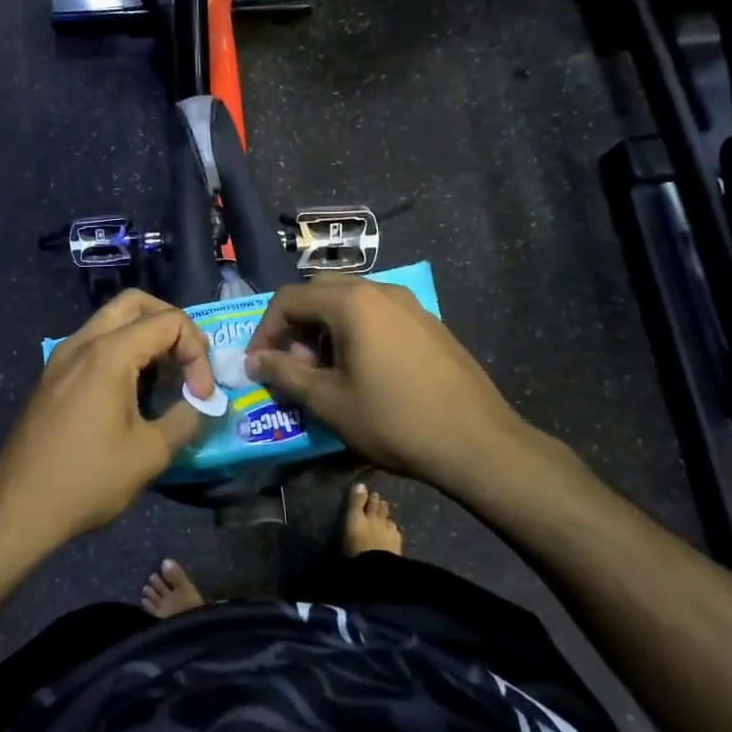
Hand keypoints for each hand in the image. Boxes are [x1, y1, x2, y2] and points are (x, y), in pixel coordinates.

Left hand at [0, 290, 215, 546]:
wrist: (18, 508)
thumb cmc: (88, 480)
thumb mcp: (150, 453)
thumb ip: (186, 418)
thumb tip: (204, 403)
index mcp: (108, 354)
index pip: (168, 321)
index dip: (196, 352)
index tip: (201, 394)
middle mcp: (82, 343)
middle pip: (134, 303)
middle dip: (170, 324)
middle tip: (188, 360)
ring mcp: (61, 357)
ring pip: (110, 321)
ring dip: (144, 337)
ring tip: (165, 376)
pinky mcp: (52, 376)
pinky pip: (93, 344)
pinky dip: (121, 351)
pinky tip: (132, 391)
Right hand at [245, 277, 530, 489]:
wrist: (476, 442)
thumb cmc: (393, 420)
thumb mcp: (328, 401)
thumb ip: (285, 374)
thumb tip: (255, 361)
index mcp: (351, 302)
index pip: (289, 299)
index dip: (265, 330)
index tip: (258, 364)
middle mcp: (380, 290)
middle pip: (320, 292)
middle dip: (296, 325)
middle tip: (291, 364)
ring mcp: (409, 304)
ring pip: (350, 301)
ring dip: (325, 328)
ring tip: (325, 371)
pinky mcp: (427, 322)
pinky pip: (378, 314)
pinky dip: (355, 331)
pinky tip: (363, 371)